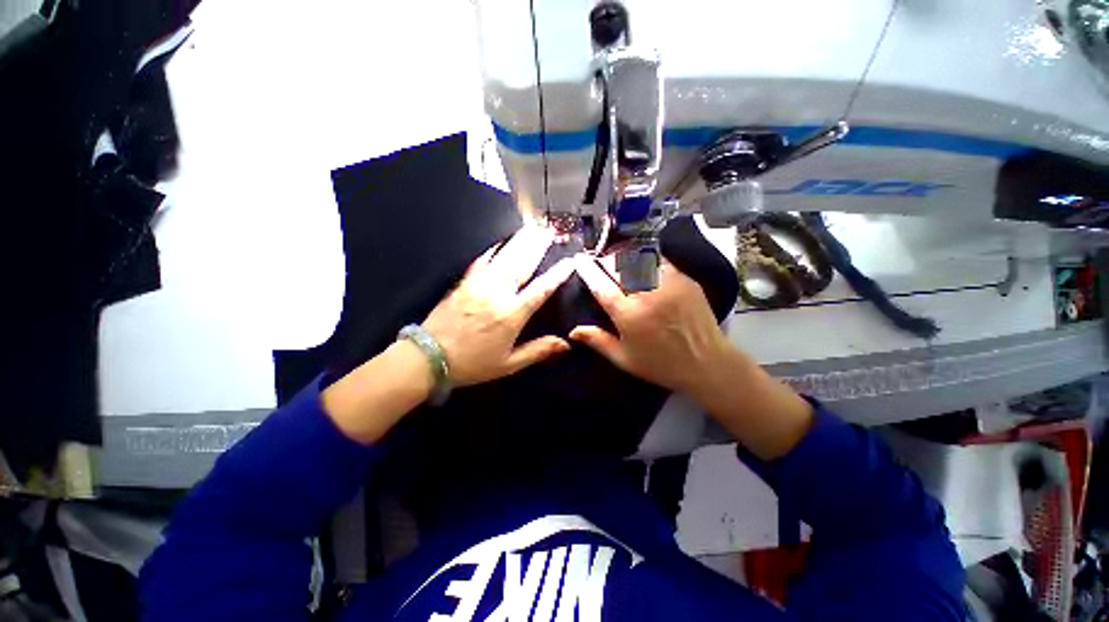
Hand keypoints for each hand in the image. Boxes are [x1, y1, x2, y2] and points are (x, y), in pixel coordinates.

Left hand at [421, 225, 574, 386]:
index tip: (569, 261)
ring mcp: (479, 285)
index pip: (540, 289)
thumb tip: (566, 344)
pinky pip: (482, 261)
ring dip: (520, 242)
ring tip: (532, 229)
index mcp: (511, 315)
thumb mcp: (508, 364)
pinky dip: (494, 249)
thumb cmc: (473, 363)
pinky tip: (501, 242)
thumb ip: (538, 351)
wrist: (429, 357)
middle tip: (549, 231)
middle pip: (522, 264)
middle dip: (537, 246)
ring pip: (504, 257)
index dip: (557, 274)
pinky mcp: (464, 282)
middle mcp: (497, 294)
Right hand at [569, 254, 730, 394]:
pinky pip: (660, 261)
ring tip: (620, 262)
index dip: (588, 270)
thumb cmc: (661, 364)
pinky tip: (643, 266)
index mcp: (628, 315)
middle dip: (606, 262)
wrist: (707, 363)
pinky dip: (647, 260)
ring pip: (639, 258)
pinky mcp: (684, 279)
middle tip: (601, 264)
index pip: (601, 285)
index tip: (580, 260)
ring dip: (625, 258)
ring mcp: (668, 284)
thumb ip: (597, 341)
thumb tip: (572, 331)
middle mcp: (646, 294)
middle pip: (619, 266)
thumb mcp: (624, 359)